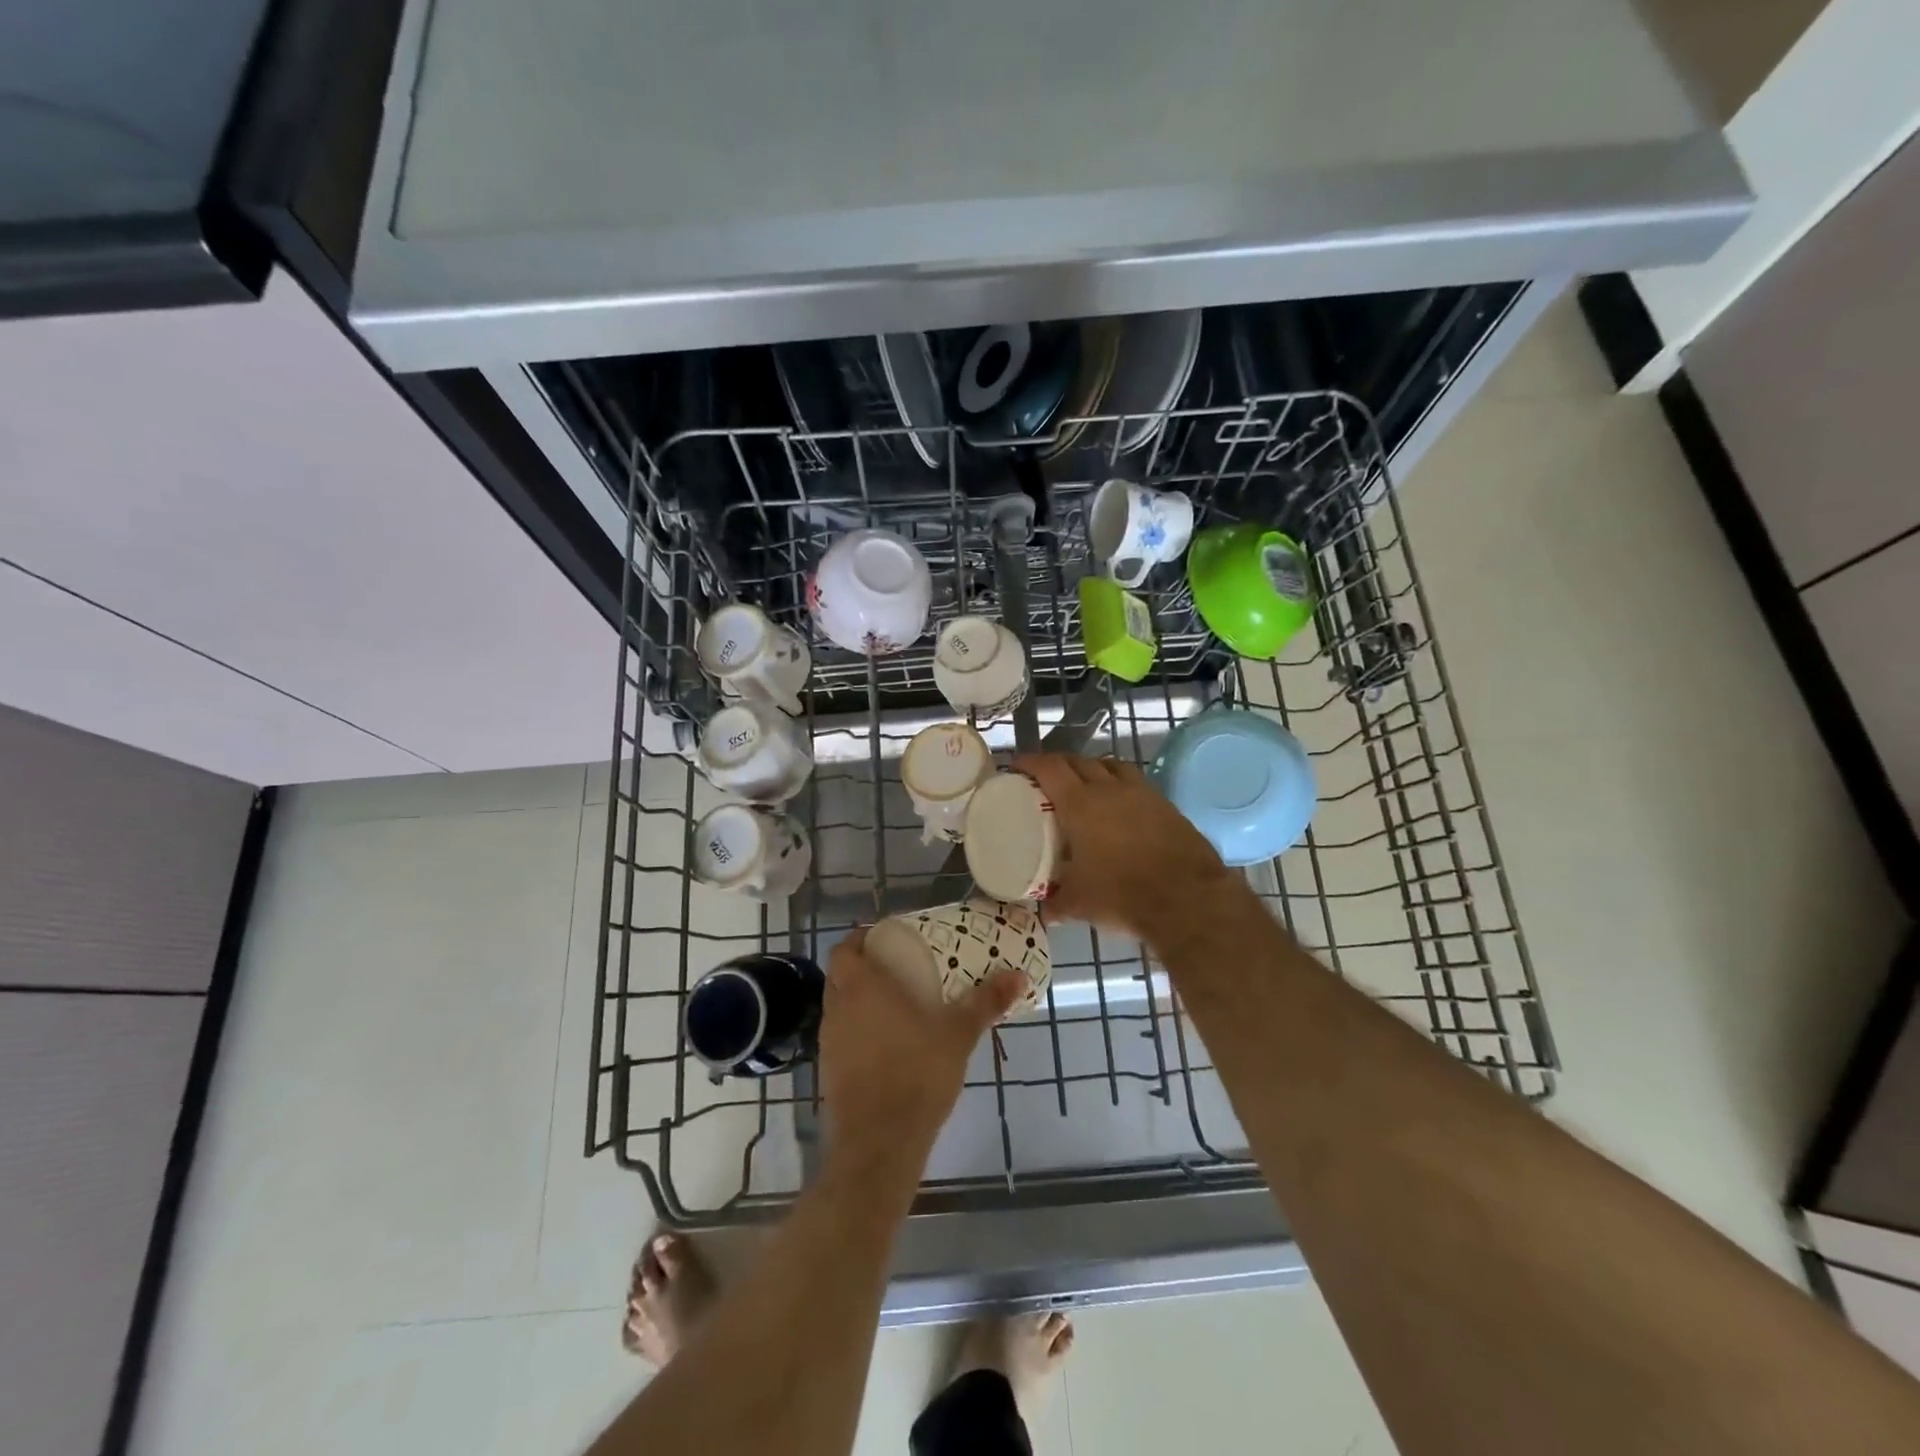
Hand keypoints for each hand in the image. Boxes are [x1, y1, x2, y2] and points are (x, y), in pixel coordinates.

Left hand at [817, 930, 1025, 1176]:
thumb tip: (1019, 975)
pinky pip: (841, 1036)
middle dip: (863, 966)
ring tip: (895, 1004)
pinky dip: (858, 1030)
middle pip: (840, 973)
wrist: (878, 1143)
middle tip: (897, 968)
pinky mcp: (828, 1071)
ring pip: (839, 1005)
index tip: (888, 940)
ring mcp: (828, 1041)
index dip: (862, 939)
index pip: (845, 947)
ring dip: (859, 999)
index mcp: (862, 986)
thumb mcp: (958, 1034)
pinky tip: (887, 1044)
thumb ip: (985, 1002)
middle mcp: (838, 1007)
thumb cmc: (916, 1073)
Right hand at [1013, 752, 1237, 942]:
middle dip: (1059, 764)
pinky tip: (1119, 804)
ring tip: (1084, 783)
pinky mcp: (1165, 805)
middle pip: (1079, 761)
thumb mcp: (1079, 903)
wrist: (1187, 899)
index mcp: (1080, 804)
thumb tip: (1044, 911)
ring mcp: (1141, 794)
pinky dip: (1120, 784)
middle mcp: (1109, 789)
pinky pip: (1135, 783)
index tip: (1017, 766)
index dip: (1030, 762)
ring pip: (1111, 765)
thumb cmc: (1123, 895)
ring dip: (1092, 768)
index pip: (1049, 768)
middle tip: (1046, 778)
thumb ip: (1056, 903)